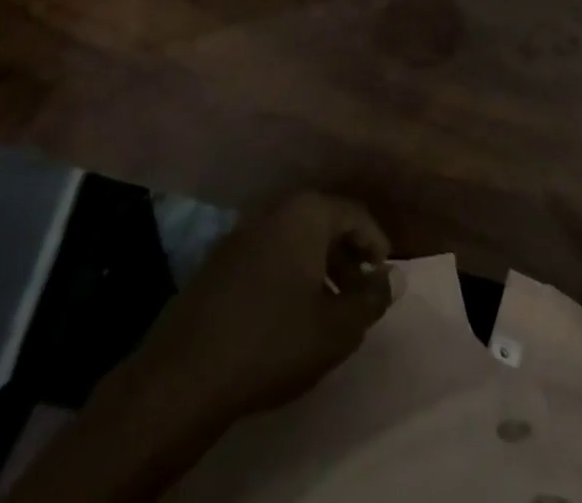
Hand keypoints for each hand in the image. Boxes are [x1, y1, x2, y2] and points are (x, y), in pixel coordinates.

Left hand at [137, 192, 393, 420]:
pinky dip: (288, 274)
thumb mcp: (336, 329)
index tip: (383, 279)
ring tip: (328, 310)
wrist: (186, 372)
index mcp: (306, 213)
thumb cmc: (273, 340)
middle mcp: (275, 209)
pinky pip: (269, 254)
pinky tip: (288, 315)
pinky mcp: (220, 259)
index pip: (355, 213)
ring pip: (295, 239)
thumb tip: (396, 278)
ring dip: (318, 268)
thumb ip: (371, 300)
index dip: (376, 244)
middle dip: (347, 257)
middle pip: (324, 222)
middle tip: (359, 296)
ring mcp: (243, 231)